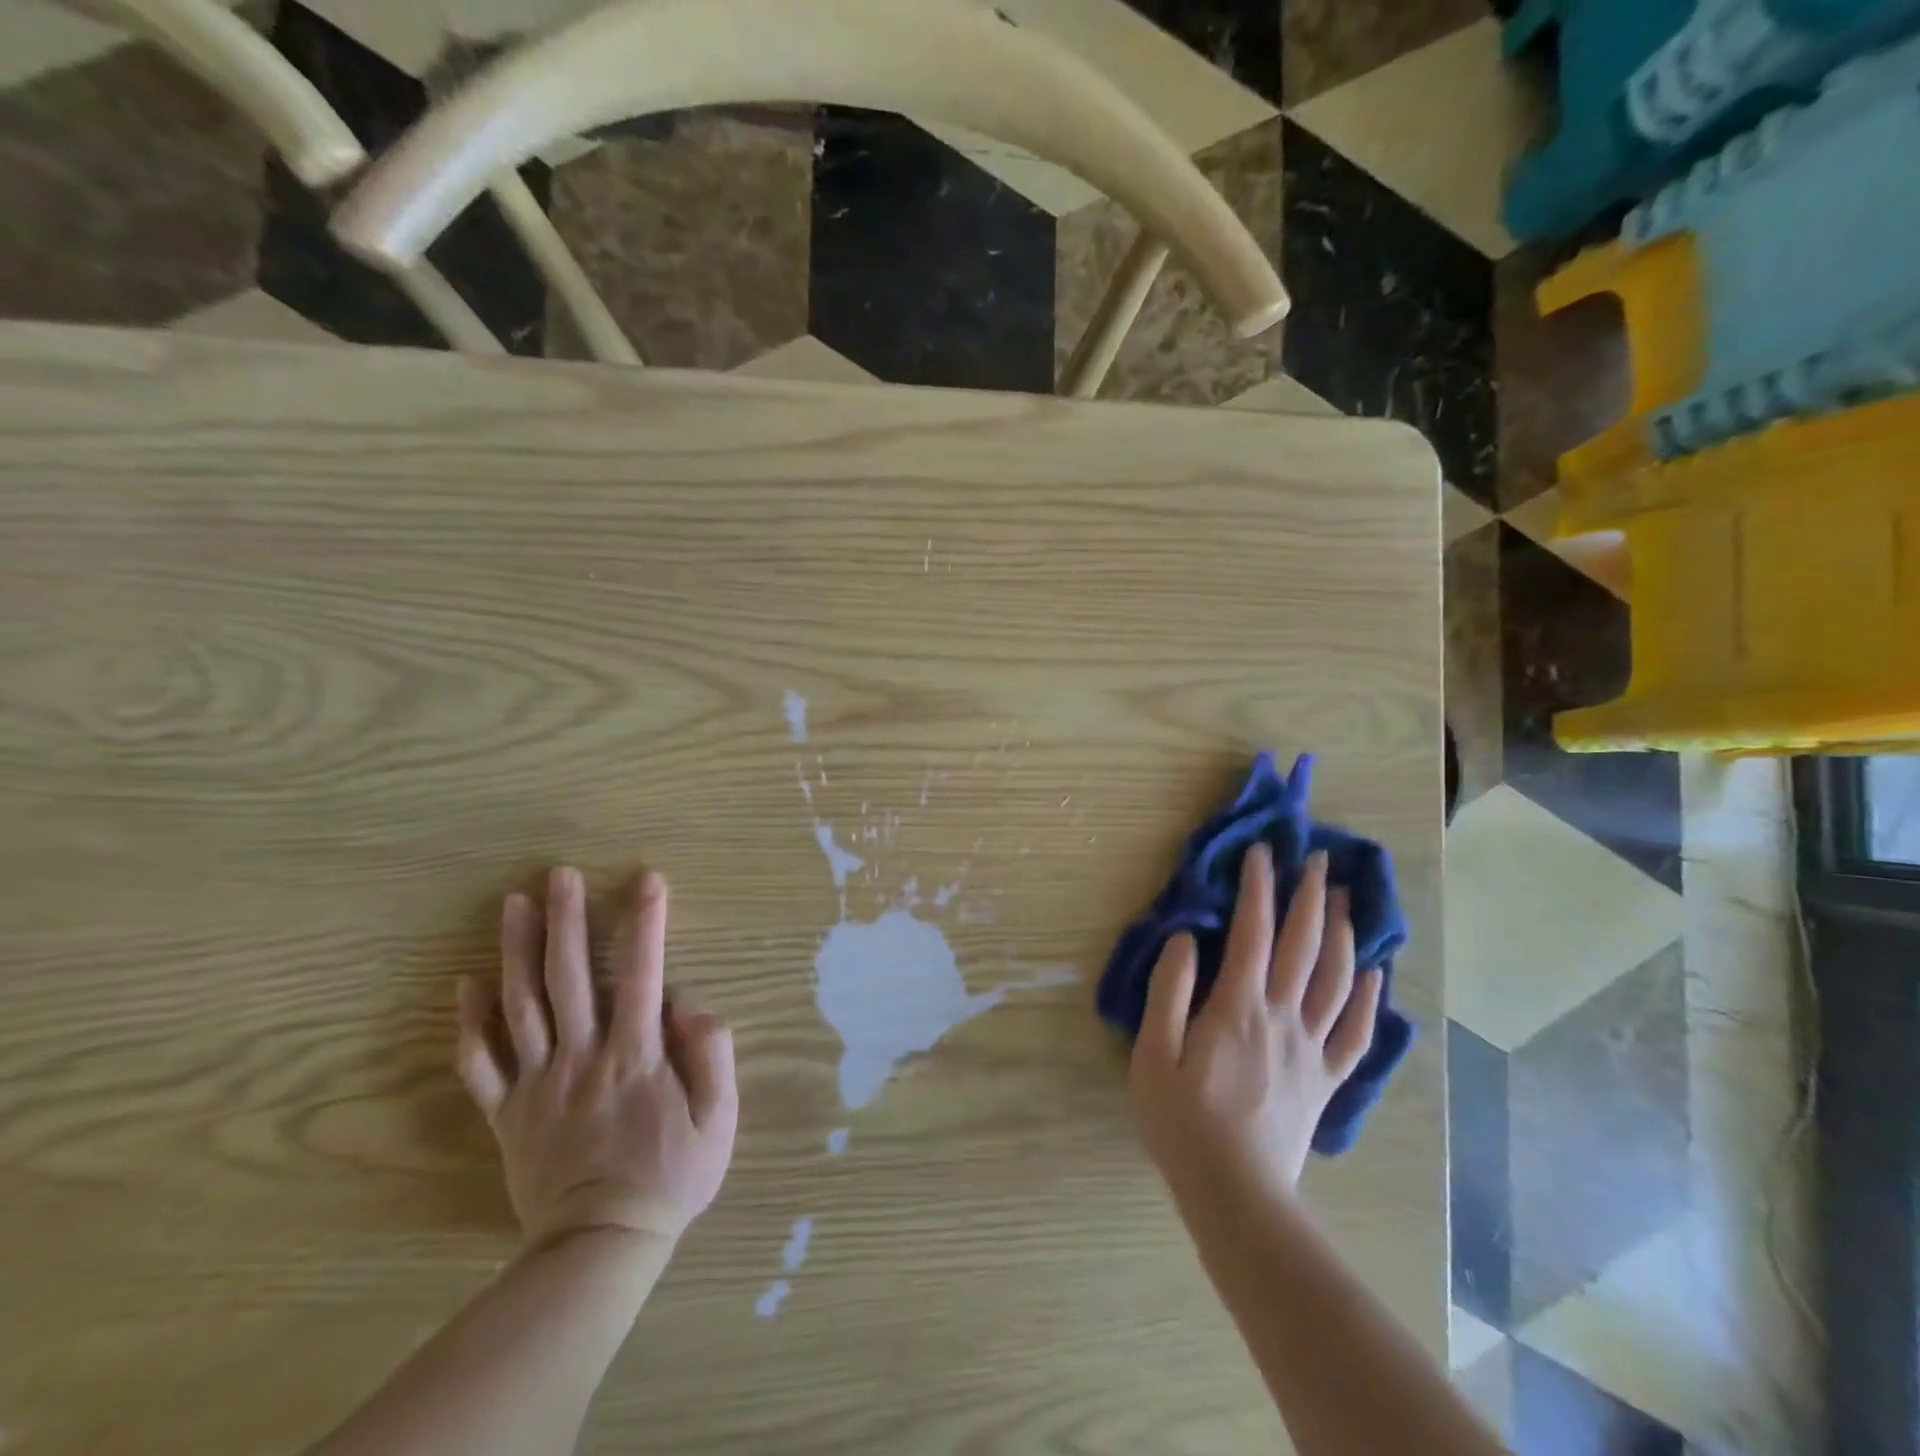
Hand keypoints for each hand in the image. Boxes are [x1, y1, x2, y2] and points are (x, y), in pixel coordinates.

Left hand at [456, 867, 738, 1249]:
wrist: (600, 1247)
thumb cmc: (670, 1177)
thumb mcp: (719, 1120)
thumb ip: (710, 1054)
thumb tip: (688, 1002)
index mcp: (634, 1055)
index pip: (642, 974)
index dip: (646, 923)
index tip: (647, 879)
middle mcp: (581, 1057)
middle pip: (569, 977)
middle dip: (566, 920)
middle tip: (558, 873)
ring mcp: (538, 1083)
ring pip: (521, 1007)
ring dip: (517, 951)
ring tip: (513, 904)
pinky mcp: (507, 1113)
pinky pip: (481, 1063)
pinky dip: (469, 1022)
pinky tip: (466, 983)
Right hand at [1130, 846, 1381, 1198]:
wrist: (1236, 1194)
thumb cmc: (1182, 1121)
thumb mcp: (1154, 1054)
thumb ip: (1168, 991)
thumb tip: (1186, 939)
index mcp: (1238, 1007)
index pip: (1252, 932)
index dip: (1257, 888)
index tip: (1261, 853)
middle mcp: (1282, 1017)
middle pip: (1302, 945)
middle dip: (1308, 896)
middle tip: (1315, 859)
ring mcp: (1311, 1048)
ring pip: (1335, 978)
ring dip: (1342, 932)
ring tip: (1344, 897)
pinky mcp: (1326, 1079)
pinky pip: (1355, 1031)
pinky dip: (1367, 996)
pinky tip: (1374, 972)